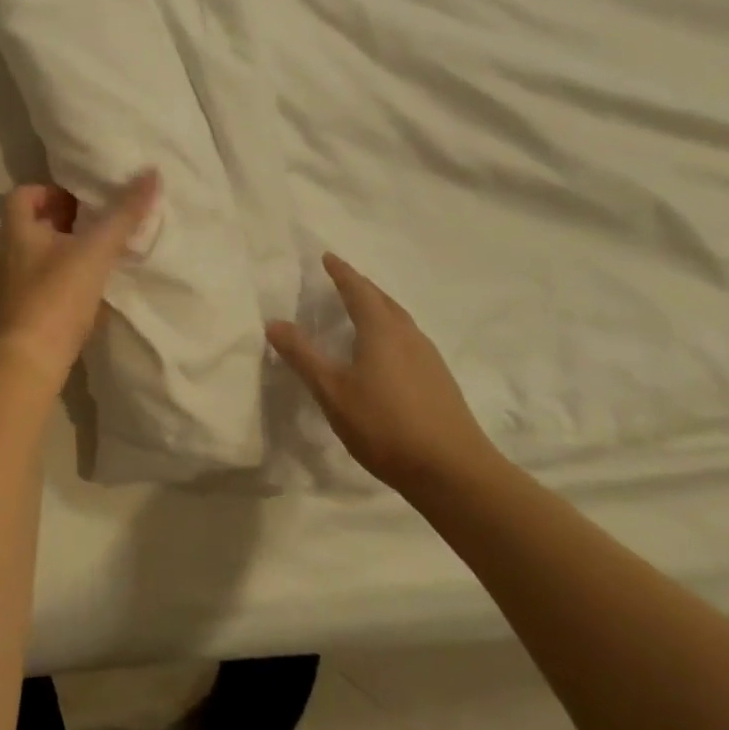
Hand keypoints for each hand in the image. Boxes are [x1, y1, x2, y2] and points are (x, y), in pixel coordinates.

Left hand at [0, 169, 159, 385]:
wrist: (30, 362)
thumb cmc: (57, 296)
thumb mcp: (95, 251)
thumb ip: (124, 214)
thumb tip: (151, 173)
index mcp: (17, 231)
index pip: (23, 194)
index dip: (50, 189)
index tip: (82, 198)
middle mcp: (9, 254)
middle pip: (33, 224)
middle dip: (65, 219)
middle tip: (99, 221)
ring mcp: (13, 285)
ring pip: (39, 254)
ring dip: (67, 248)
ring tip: (101, 252)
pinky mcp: (23, 312)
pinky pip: (44, 282)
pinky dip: (65, 277)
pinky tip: (92, 288)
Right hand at [267, 253, 499, 496]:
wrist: (454, 472)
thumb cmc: (385, 426)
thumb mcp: (332, 391)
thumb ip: (303, 355)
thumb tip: (274, 322)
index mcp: (381, 330)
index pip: (358, 290)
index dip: (341, 272)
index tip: (328, 257)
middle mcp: (408, 336)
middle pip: (383, 300)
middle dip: (361, 287)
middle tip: (341, 279)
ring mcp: (429, 358)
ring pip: (399, 320)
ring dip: (378, 308)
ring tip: (360, 310)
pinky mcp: (439, 381)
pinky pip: (408, 340)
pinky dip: (390, 331)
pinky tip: (384, 352)